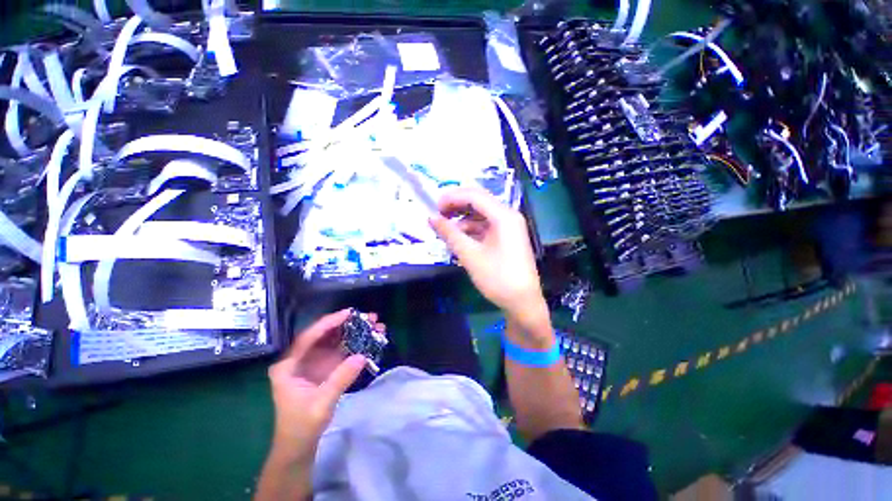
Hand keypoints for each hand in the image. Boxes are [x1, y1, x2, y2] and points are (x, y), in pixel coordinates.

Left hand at [267, 309, 383, 461]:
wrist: (298, 448)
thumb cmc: (301, 427)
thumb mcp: (321, 404)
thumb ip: (340, 379)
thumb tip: (362, 356)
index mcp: (288, 365)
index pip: (309, 337)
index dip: (329, 323)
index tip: (349, 313)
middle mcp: (300, 360)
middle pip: (324, 336)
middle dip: (347, 325)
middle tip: (369, 318)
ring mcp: (313, 364)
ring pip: (334, 342)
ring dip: (354, 333)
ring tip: (374, 326)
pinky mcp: (324, 369)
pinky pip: (340, 352)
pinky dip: (355, 345)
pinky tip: (369, 340)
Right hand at [429, 187, 547, 332]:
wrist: (523, 303)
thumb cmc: (497, 278)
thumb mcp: (470, 255)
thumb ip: (450, 234)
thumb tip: (431, 218)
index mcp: (504, 216)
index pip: (474, 195)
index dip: (452, 197)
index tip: (434, 207)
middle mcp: (508, 216)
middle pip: (479, 202)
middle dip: (457, 205)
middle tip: (438, 214)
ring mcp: (509, 227)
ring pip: (481, 214)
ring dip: (463, 219)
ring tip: (445, 229)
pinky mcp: (507, 238)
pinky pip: (486, 226)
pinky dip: (471, 229)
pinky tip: (459, 238)